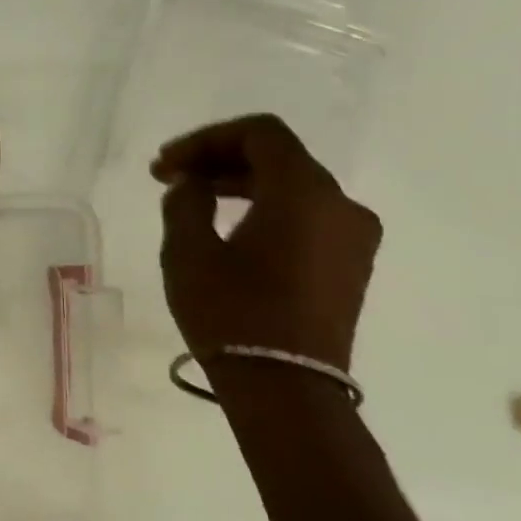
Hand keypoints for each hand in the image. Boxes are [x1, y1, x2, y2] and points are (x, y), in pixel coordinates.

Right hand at [153, 114, 380, 370]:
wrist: (286, 387)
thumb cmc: (231, 312)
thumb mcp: (188, 251)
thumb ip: (187, 202)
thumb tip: (193, 183)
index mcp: (303, 192)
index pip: (260, 134)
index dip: (206, 139)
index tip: (166, 165)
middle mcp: (340, 204)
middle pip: (279, 157)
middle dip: (220, 160)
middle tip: (170, 179)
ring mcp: (353, 237)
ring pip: (294, 187)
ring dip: (241, 184)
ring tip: (194, 203)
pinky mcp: (350, 265)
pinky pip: (307, 216)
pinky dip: (266, 209)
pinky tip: (229, 230)